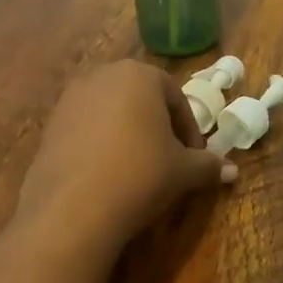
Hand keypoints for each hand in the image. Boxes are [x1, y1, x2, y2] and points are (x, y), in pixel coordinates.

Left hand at [16, 61, 233, 259]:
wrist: (72, 207)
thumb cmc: (140, 174)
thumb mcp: (183, 171)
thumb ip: (208, 165)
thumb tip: (233, 171)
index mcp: (139, 75)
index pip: (176, 97)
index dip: (189, 129)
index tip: (195, 158)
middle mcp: (102, 76)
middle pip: (141, 99)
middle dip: (158, 126)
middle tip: (169, 159)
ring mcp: (71, 99)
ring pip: (111, 113)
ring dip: (128, 135)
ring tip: (137, 170)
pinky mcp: (49, 125)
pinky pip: (86, 130)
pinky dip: (100, 146)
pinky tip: (107, 176)